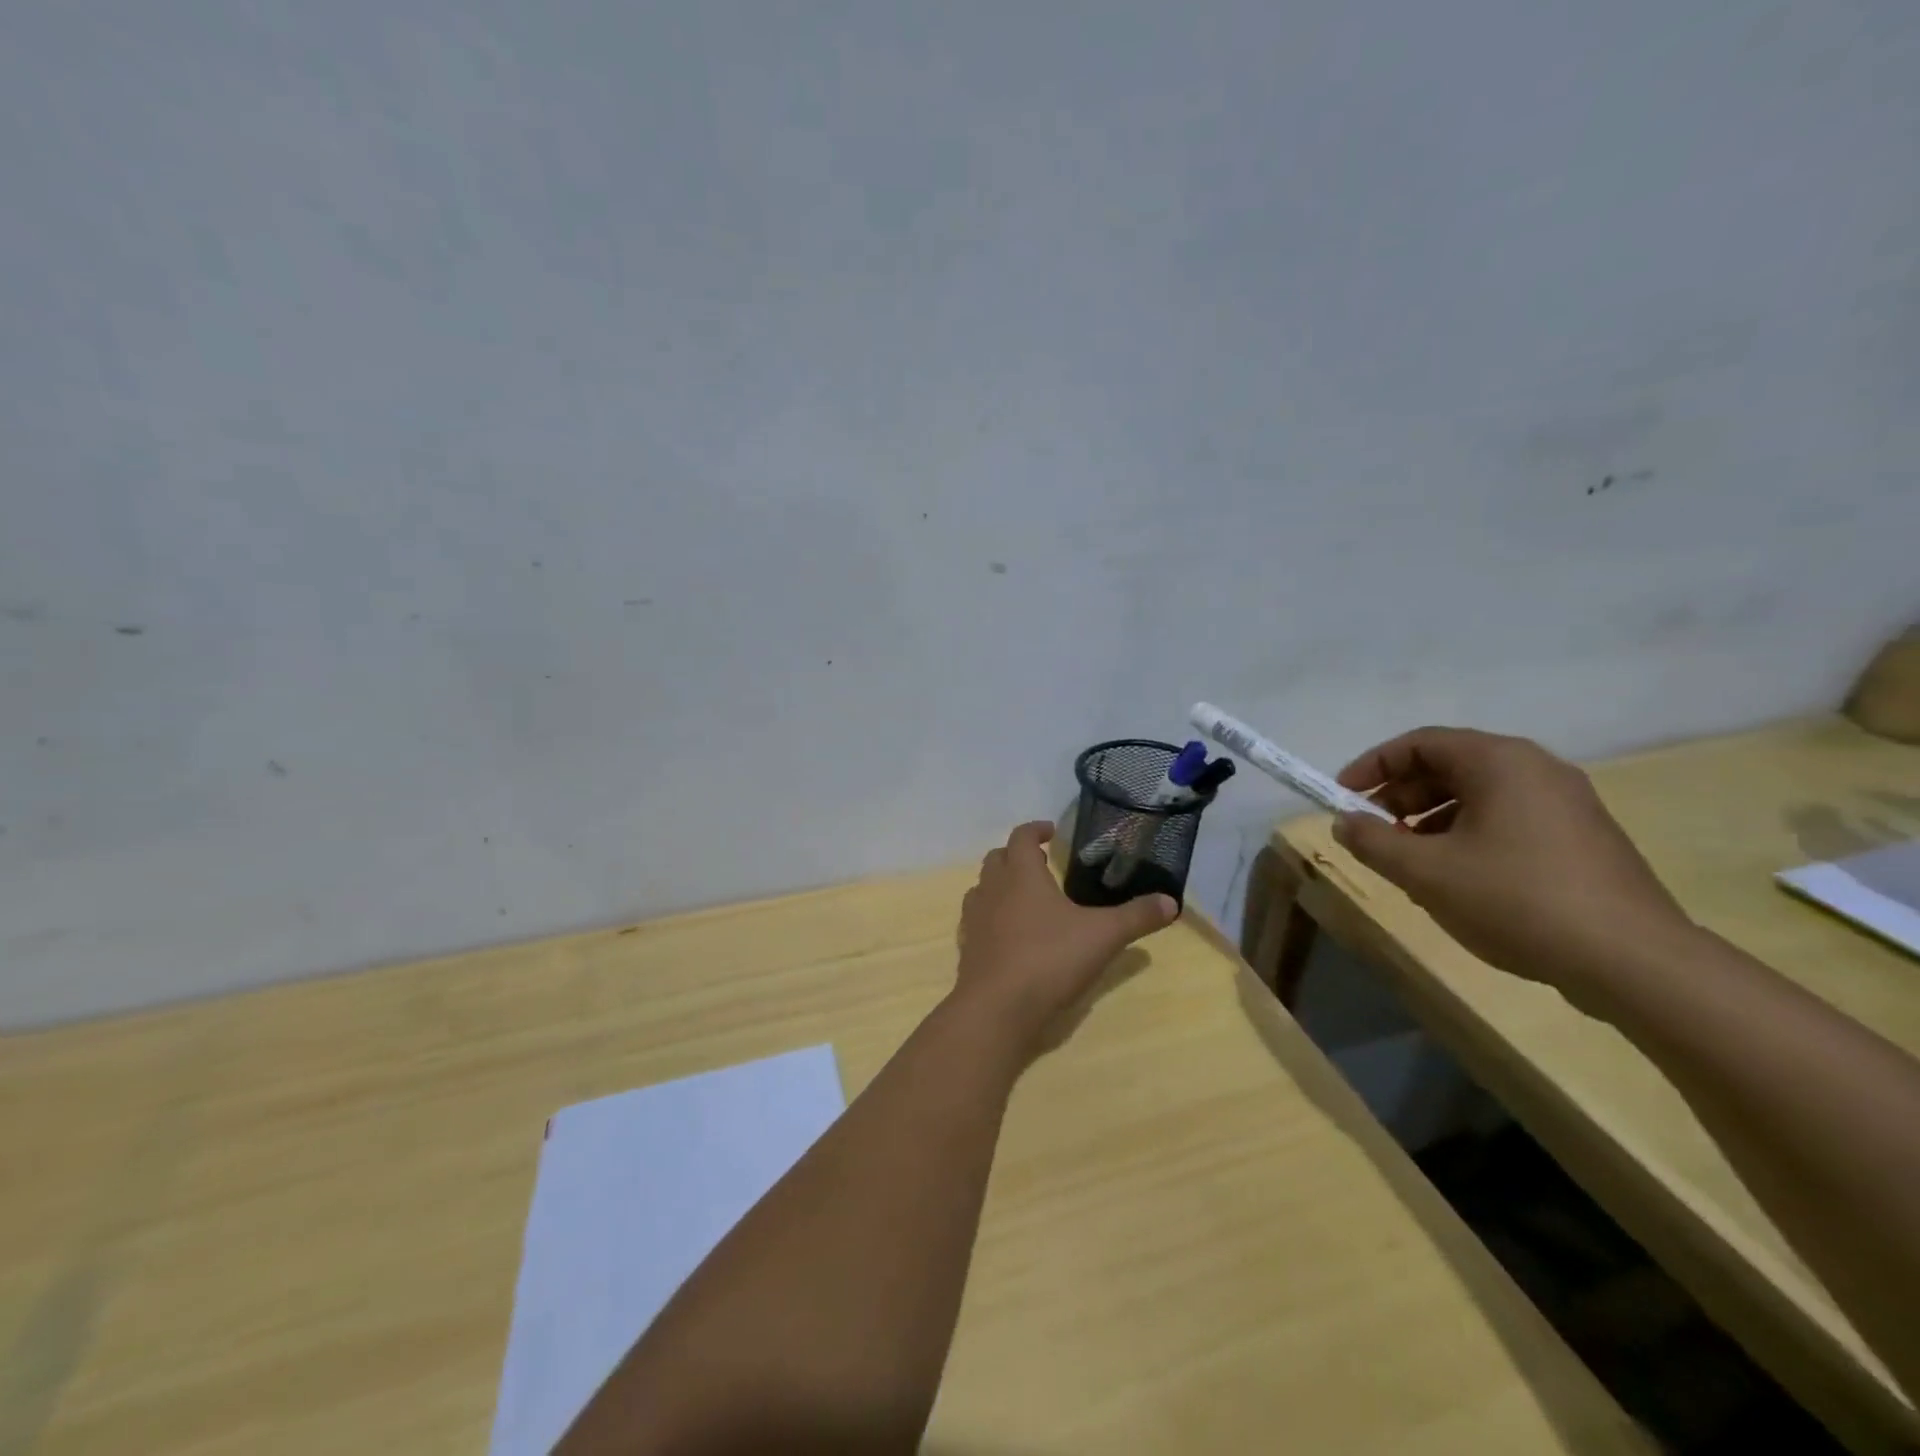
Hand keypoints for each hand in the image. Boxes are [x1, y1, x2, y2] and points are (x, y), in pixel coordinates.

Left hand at [954, 821, 1177, 1057]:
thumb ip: (1136, 916)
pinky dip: (991, 916)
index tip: (1051, 831)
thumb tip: (1171, 902)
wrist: (997, 1008)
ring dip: (1001, 884)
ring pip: (983, 887)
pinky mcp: (968, 947)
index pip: (1021, 836)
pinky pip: (976, 920)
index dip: (1036, 829)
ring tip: (1026, 897)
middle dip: (1017, 855)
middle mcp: (993, 888)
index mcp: (1021, 874)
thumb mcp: (1103, 936)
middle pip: (997, 857)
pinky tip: (1010, 934)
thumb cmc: (1049, 959)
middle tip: (1042, 863)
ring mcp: (975, 918)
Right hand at [1331, 728, 1692, 996]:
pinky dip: (1467, 832)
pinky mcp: (1581, 836)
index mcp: (1499, 761)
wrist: (1633, 960)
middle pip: (1449, 765)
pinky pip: (1507, 817)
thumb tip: (1345, 822)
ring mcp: (1566, 802)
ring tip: (1408, 858)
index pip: (1419, 742)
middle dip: (1400, 795)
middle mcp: (1535, 768)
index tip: (1342, 797)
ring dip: (1430, 818)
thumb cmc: (1516, 899)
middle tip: (1372, 830)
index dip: (1372, 766)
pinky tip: (1455, 875)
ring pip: (1478, 794)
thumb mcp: (1425, 872)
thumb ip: (1373, 841)